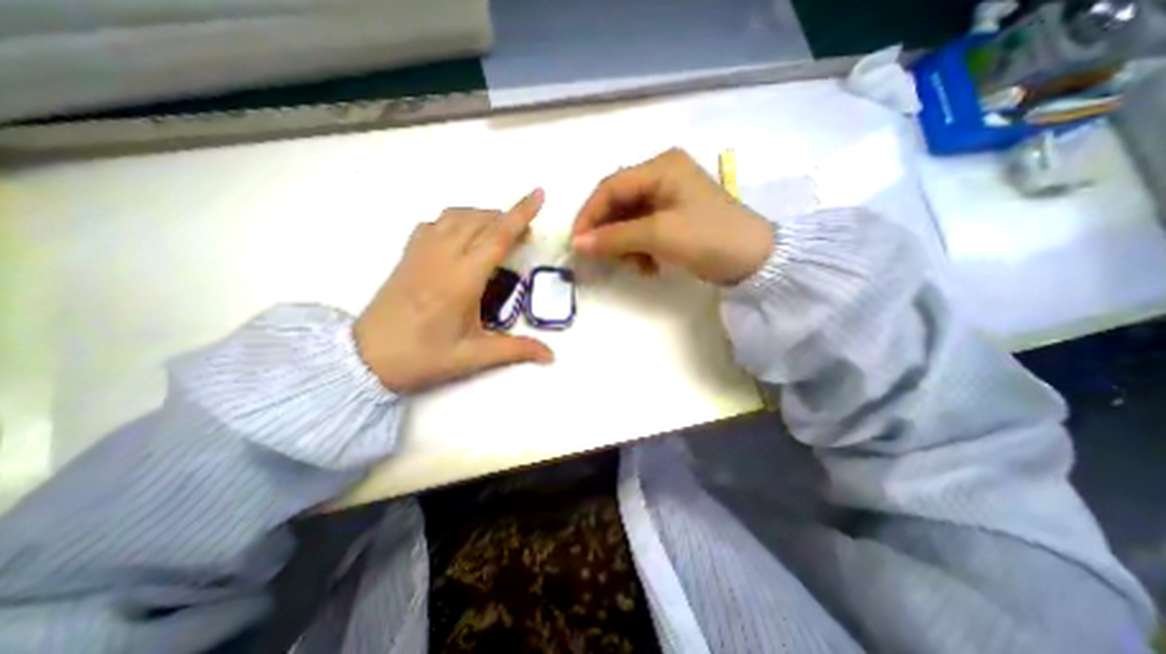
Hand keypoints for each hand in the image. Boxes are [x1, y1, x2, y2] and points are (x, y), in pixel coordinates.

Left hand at [352, 189, 552, 391]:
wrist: (364, 358)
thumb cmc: (422, 357)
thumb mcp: (472, 357)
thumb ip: (515, 350)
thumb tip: (551, 355)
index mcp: (461, 280)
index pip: (496, 238)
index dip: (520, 214)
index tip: (538, 194)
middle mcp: (442, 258)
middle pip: (480, 220)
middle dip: (507, 218)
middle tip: (525, 237)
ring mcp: (421, 252)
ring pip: (456, 216)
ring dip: (483, 216)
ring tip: (498, 232)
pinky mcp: (408, 255)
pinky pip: (435, 223)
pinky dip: (457, 220)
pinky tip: (463, 236)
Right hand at [572, 148, 772, 282]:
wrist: (754, 260)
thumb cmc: (708, 238)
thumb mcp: (659, 235)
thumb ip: (615, 237)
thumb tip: (577, 244)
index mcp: (660, 167)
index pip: (610, 187)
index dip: (589, 215)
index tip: (576, 243)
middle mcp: (662, 176)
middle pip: (619, 203)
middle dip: (608, 233)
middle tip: (599, 258)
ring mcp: (669, 197)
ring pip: (629, 220)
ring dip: (625, 245)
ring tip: (635, 267)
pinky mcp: (674, 218)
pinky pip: (644, 231)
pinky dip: (639, 250)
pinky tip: (648, 267)